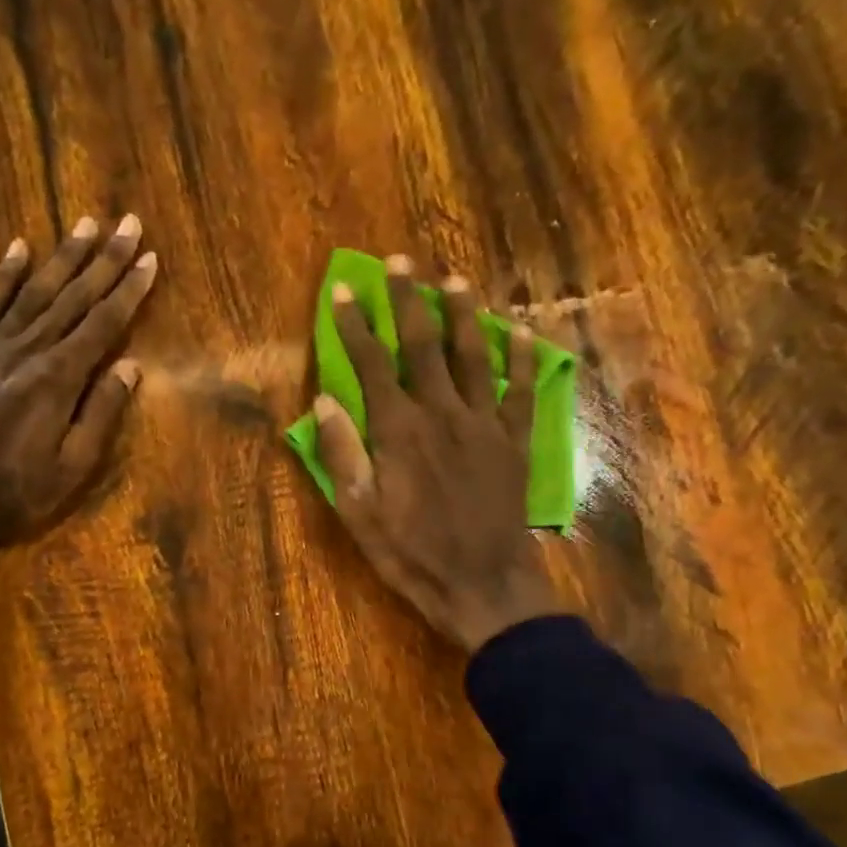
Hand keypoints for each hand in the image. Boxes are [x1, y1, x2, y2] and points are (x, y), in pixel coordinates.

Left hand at [0, 215, 156, 542]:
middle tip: (128, 223)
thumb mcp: (71, 469)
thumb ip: (100, 414)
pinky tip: (19, 248)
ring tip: (85, 224)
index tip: (149, 259)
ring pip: (32, 293)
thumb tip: (130, 366)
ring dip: (62, 258)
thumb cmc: (13, 494)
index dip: (128, 291)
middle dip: (104, 260)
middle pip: (72, 299)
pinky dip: (2, 276)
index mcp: (57, 380)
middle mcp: (25, 352)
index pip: (102, 325)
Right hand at [310, 255, 556, 651]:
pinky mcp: (514, 441)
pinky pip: (521, 390)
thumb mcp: (359, 513)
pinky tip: (521, 332)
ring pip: (474, 355)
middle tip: (399, 262)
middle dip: (407, 300)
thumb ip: (342, 454)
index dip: (355, 325)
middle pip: (423, 344)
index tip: (343, 292)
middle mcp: (442, 413)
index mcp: (398, 431)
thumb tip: (324, 402)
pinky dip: (523, 358)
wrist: (482, 584)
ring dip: (463, 314)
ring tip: (454, 280)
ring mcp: (484, 424)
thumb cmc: (411, 553)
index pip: (372, 364)